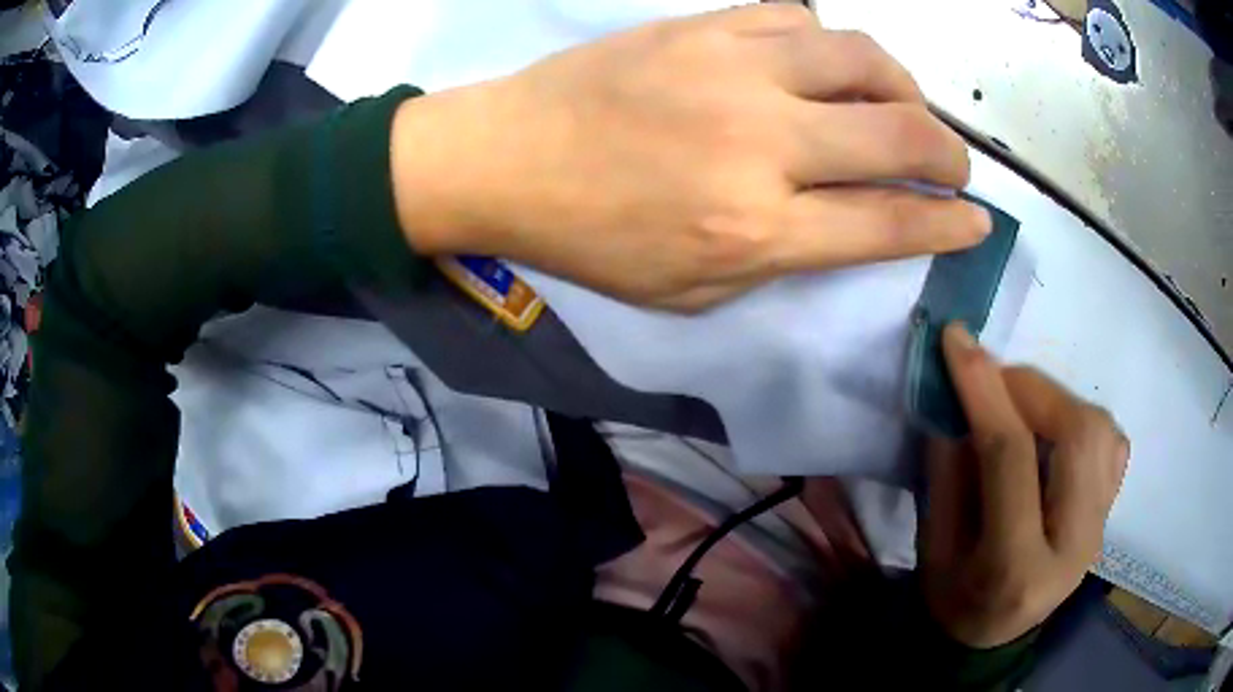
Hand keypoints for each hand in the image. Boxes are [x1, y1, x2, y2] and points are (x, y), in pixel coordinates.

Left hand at [390, 4, 990, 310]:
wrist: (508, 158)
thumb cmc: (592, 239)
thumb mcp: (691, 291)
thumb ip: (781, 257)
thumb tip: (845, 221)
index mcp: (757, 228)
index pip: (889, 223)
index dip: (948, 224)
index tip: (977, 221)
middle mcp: (762, 143)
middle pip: (900, 135)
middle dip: (948, 155)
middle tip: (953, 166)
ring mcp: (735, 70)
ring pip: (863, 58)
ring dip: (903, 87)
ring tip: (901, 107)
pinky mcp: (705, 27)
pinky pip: (799, 17)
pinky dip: (831, 45)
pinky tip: (823, 65)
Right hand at [921, 324, 1128, 647]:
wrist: (992, 636)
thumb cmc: (954, 598)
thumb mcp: (932, 546)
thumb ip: (946, 471)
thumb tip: (957, 395)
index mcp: (1016, 567)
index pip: (1011, 457)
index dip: (983, 389)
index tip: (956, 340)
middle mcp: (1074, 545)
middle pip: (1077, 433)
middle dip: (1031, 388)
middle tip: (994, 382)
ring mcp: (1100, 528)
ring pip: (1100, 429)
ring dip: (1057, 400)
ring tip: (1021, 406)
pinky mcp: (1109, 513)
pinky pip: (1111, 443)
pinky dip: (1082, 419)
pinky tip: (1055, 431)